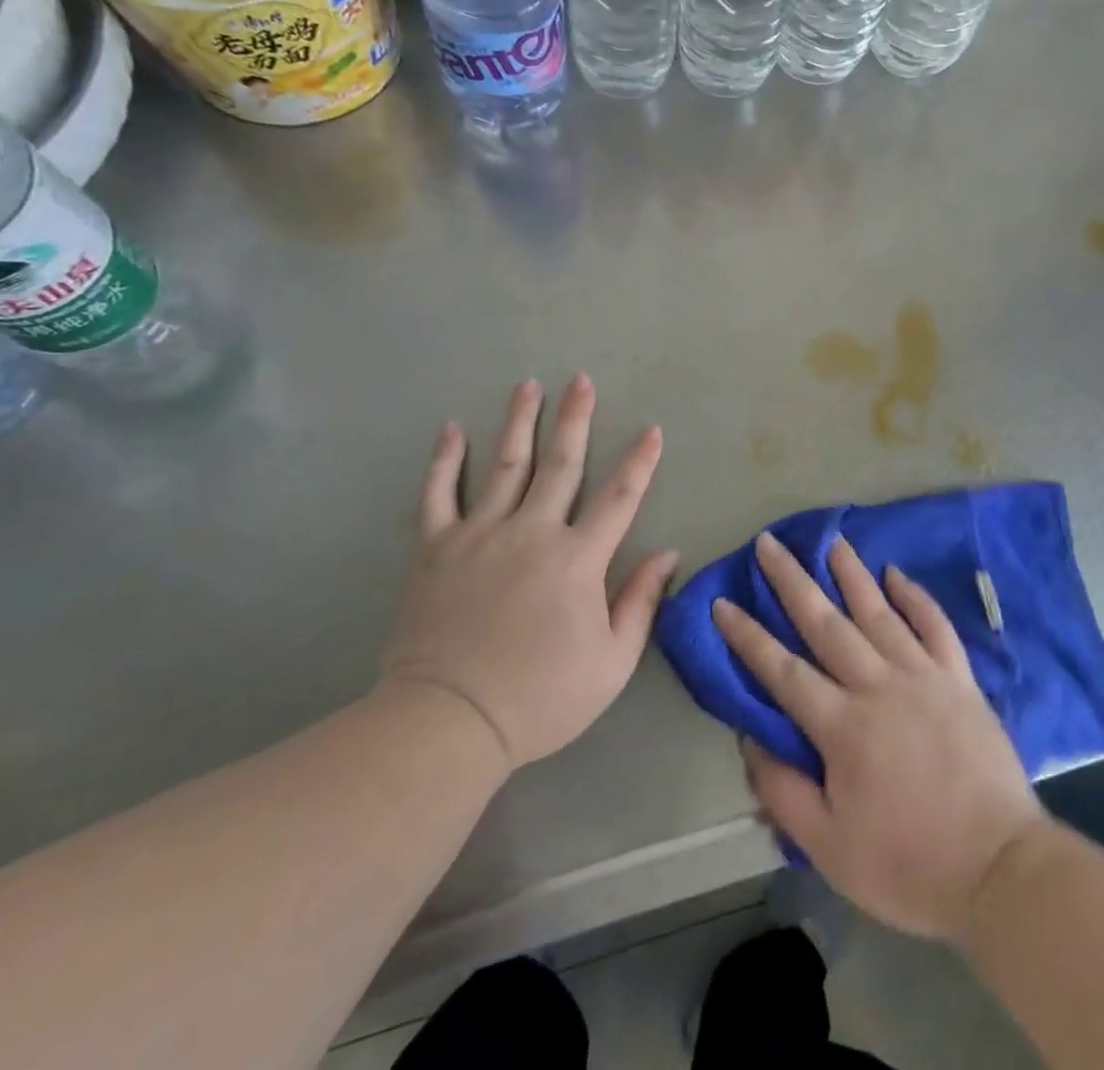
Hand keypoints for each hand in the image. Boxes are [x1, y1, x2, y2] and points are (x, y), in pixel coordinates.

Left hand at [381, 376, 677, 772]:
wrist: (448, 722)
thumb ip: (640, 602)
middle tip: (581, 381)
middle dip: (575, 419)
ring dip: (519, 422)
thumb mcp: (611, 663)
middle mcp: (531, 532)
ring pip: (505, 465)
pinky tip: (451, 429)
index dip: (639, 461)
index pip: (619, 498)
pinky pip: (438, 494)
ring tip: (528, 386)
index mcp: (577, 559)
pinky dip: (444, 460)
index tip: (651, 429)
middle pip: (560, 464)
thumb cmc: (540, 697)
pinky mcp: (436, 548)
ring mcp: (479, 535)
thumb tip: (667, 554)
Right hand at [714, 534, 1044, 942]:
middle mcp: (878, 685)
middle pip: (825, 623)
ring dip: (851, 574)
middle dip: (792, 581)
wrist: (999, 870)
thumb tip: (750, 738)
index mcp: (842, 726)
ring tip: (831, 541)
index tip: (723, 603)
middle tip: (770, 543)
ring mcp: (923, 676)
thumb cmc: (908, 865)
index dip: (748, 636)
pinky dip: (915, 598)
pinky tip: (897, 575)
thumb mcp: (828, 849)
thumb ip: (783, 790)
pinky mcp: (960, 680)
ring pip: (878, 612)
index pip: (782, 670)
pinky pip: (935, 626)